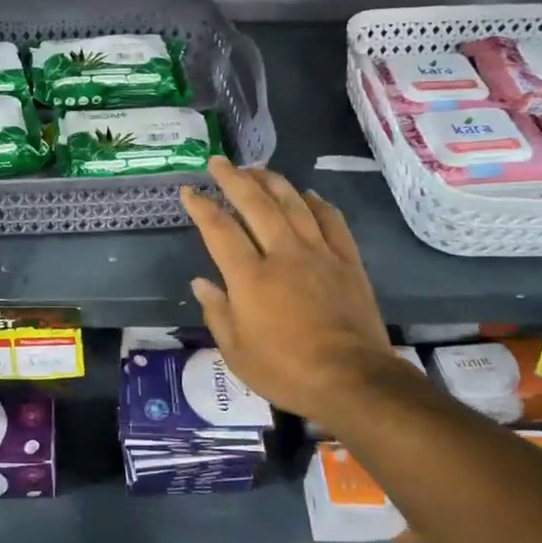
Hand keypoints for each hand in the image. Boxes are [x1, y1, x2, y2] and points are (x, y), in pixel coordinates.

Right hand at [180, 158, 418, 422]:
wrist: (353, 380)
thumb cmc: (286, 371)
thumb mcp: (236, 352)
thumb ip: (217, 312)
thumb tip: (202, 283)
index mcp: (250, 277)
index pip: (219, 229)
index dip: (201, 206)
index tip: (188, 191)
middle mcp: (283, 254)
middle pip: (256, 203)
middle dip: (234, 178)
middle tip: (219, 162)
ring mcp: (319, 254)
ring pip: (294, 204)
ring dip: (272, 181)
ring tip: (257, 168)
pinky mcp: (348, 262)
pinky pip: (332, 221)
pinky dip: (318, 203)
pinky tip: (308, 194)